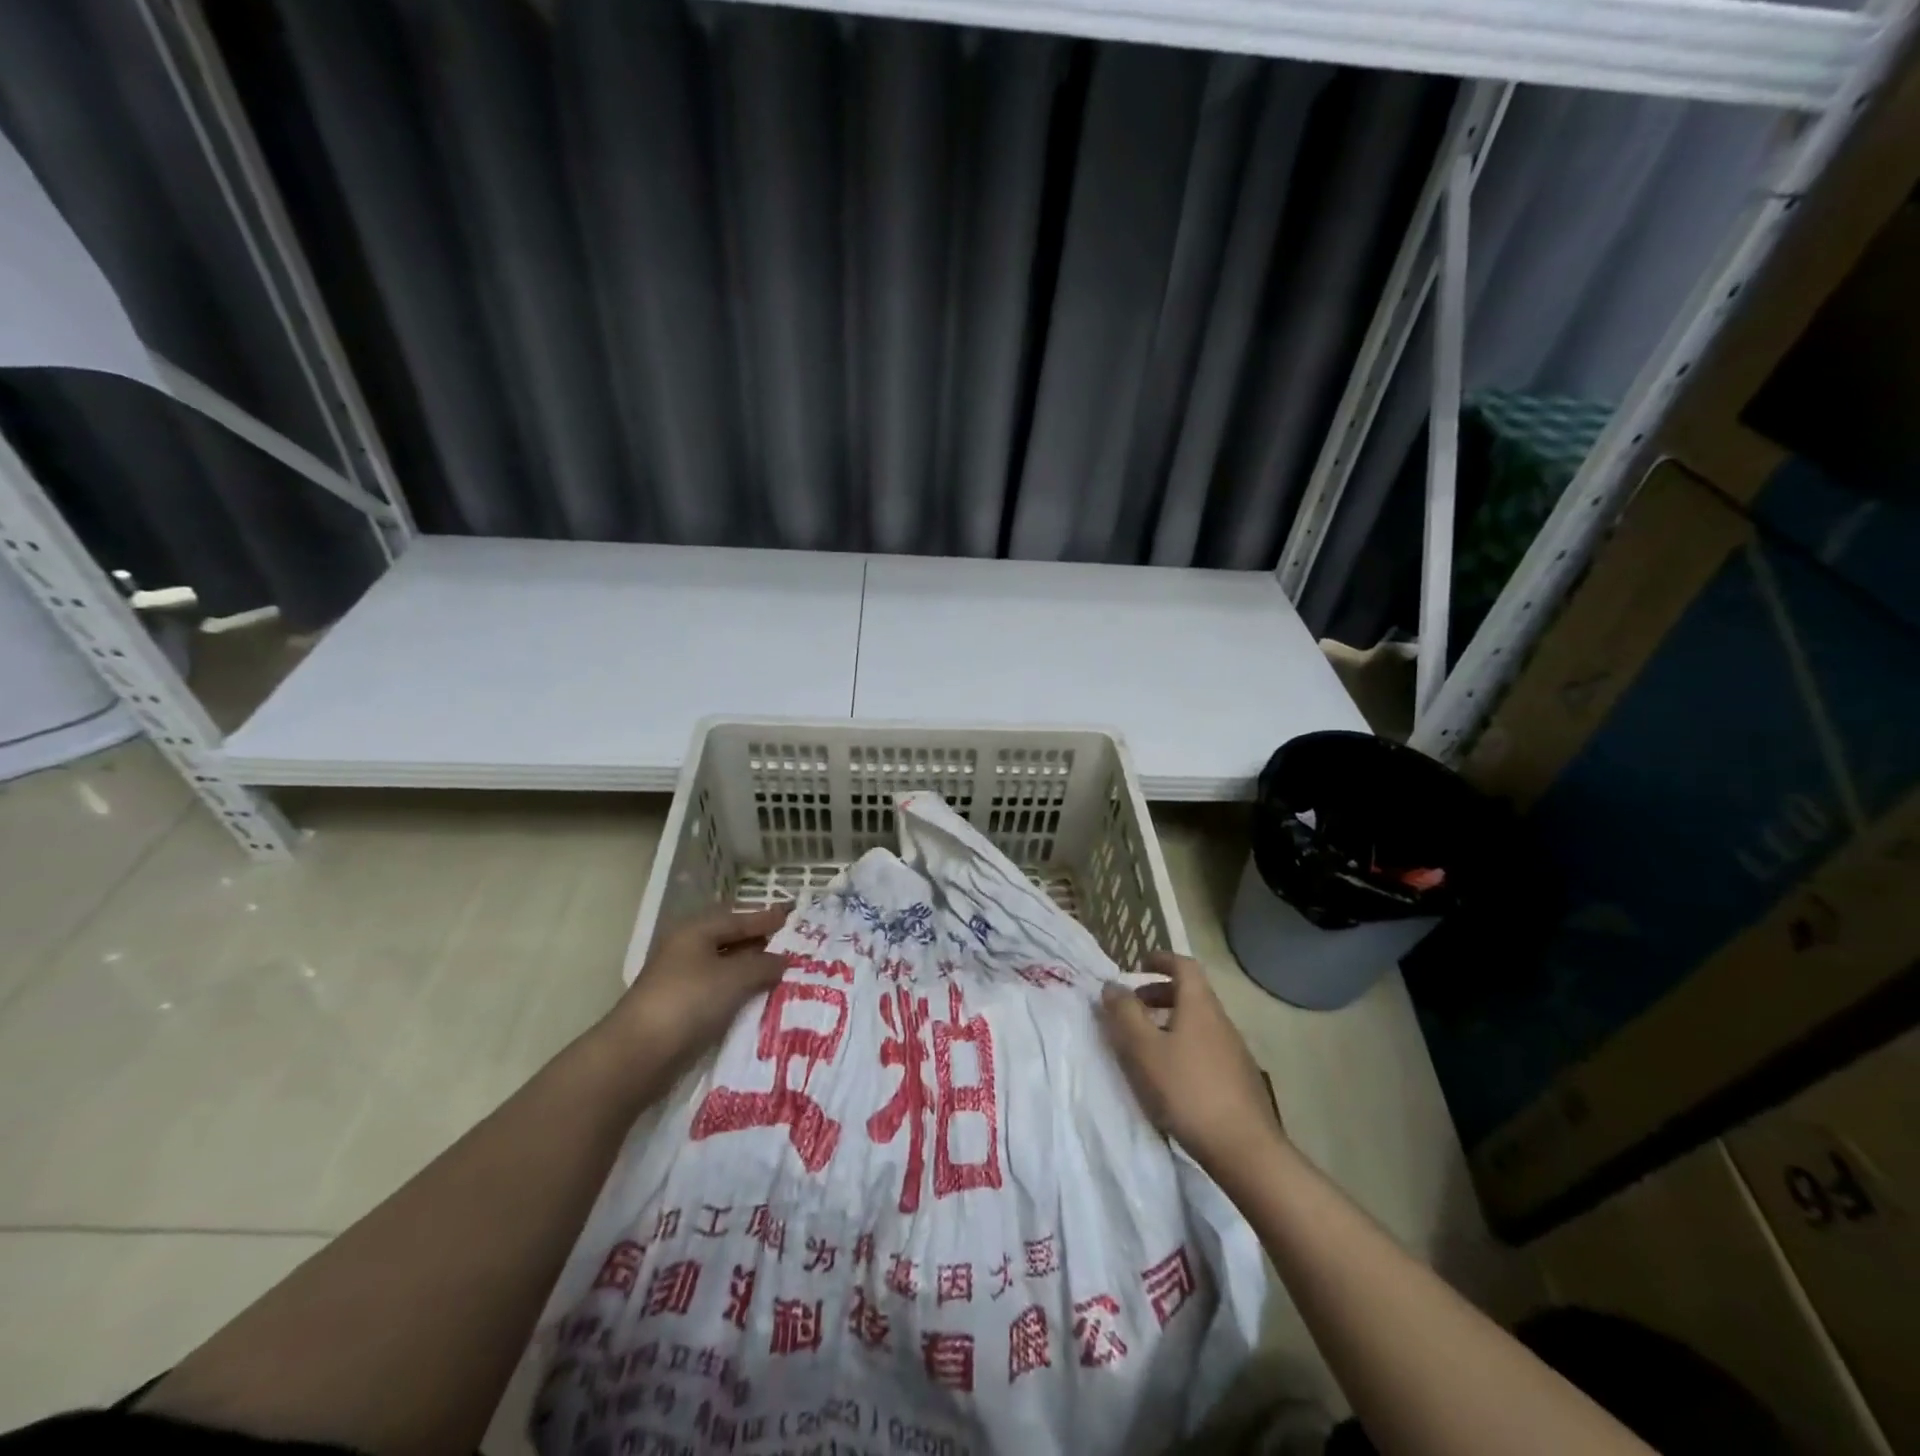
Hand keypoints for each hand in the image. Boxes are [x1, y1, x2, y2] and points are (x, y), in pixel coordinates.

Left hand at [608, 905, 789, 1069]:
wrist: (638, 1056)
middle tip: (796, 948)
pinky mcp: (682, 1012)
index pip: (739, 919)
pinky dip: (741, 995)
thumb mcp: (734, 977)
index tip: (795, 917)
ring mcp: (683, 982)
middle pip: (732, 943)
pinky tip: (762, 1002)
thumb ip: (763, 965)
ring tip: (786, 976)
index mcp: (696, 932)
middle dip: (762, 946)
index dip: (767, 918)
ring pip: (727, 971)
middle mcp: (687, 951)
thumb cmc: (688, 1001)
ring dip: (753, 974)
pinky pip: (720, 995)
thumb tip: (782, 960)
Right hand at [1100, 951, 1283, 1178]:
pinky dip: (1183, 1044)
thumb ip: (1124, 1014)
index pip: (1184, 966)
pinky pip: (1205, 1046)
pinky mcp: (1238, 1079)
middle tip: (1134, 1007)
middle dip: (1160, 993)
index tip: (1141, 963)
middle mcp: (1220, 1020)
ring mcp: (1233, 1050)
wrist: (1244, 1149)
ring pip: (1198, 1022)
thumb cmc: (1187, 1090)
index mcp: (1199, 1005)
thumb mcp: (1143, 1049)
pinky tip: (1170, 1074)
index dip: (1162, 960)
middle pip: (1191, 994)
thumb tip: (1112, 985)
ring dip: (1170, 1021)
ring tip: (1146, 1043)